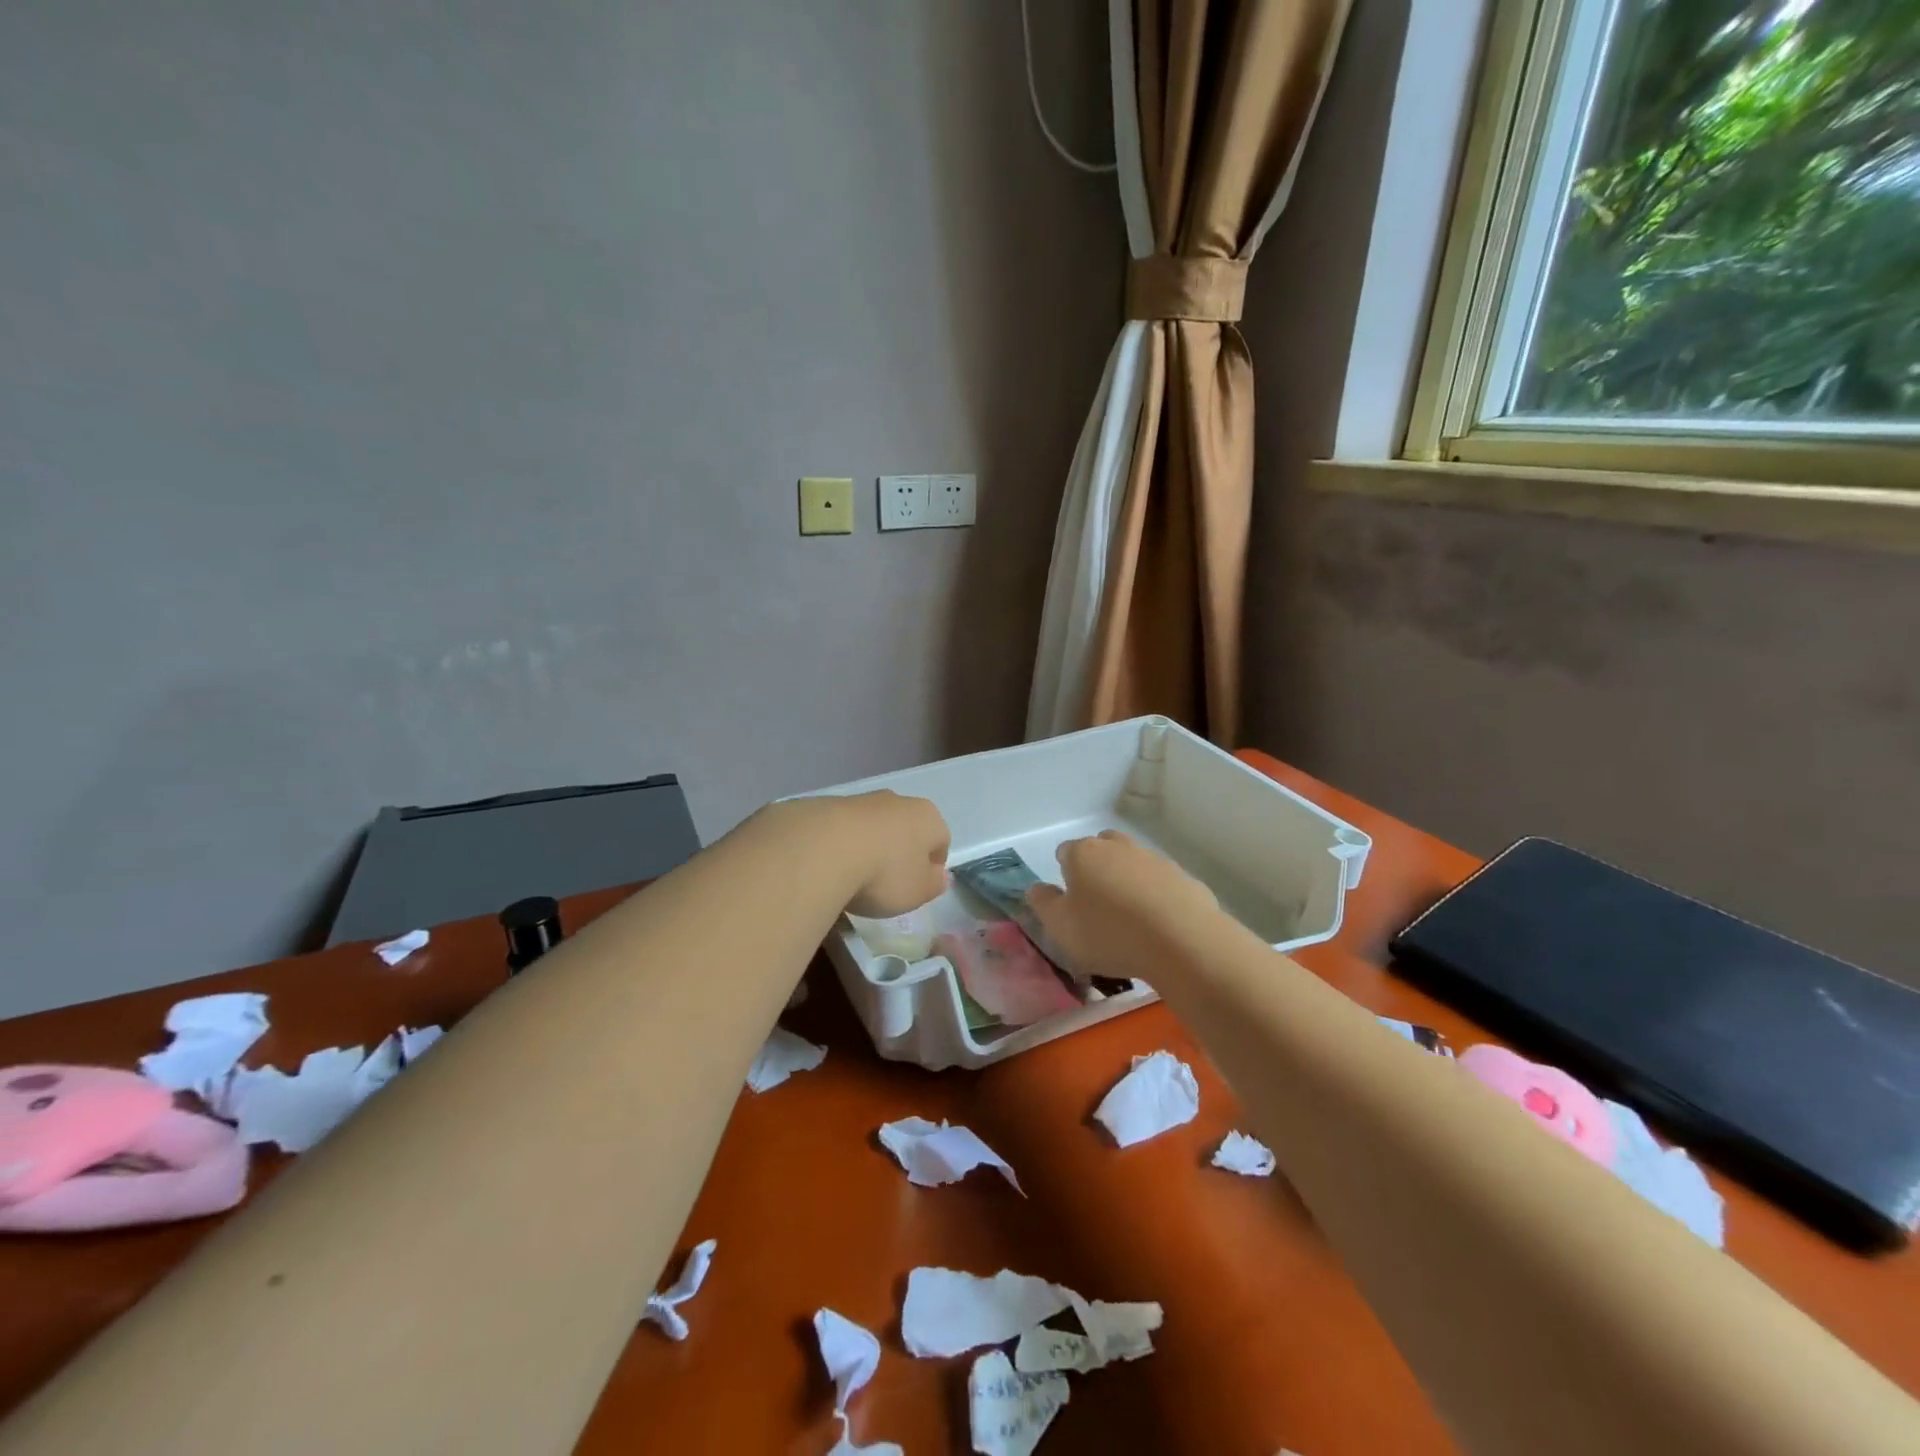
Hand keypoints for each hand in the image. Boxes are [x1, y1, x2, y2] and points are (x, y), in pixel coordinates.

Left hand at [835, 791, 950, 918]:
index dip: (931, 867)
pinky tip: (828, 867)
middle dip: (899, 853)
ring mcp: (860, 800)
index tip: (916, 888)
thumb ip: (933, 885)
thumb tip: (938, 876)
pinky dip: (840, 846)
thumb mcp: (918, 892)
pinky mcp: (826, 805)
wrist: (822, 850)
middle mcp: (898, 801)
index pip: (941, 840)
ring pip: (872, 827)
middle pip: (906, 829)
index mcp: (928, 817)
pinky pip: (842, 830)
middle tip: (885, 884)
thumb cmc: (884, 874)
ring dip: (868, 848)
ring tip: (853, 879)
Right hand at [1026, 831, 1219, 982]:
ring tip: (1130, 920)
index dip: (1064, 874)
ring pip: (1133, 863)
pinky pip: (1161, 883)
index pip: (1065, 852)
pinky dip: (1156, 896)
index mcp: (1083, 854)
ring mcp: (1154, 859)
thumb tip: (1035, 888)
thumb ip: (1043, 904)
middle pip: (1101, 849)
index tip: (1070, 901)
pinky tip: (1158, 925)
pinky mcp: (1183, 877)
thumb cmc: (1109, 933)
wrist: (1182, 940)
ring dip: (1128, 881)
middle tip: (1098, 904)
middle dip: (1097, 868)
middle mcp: (1118, 847)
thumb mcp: (1061, 927)